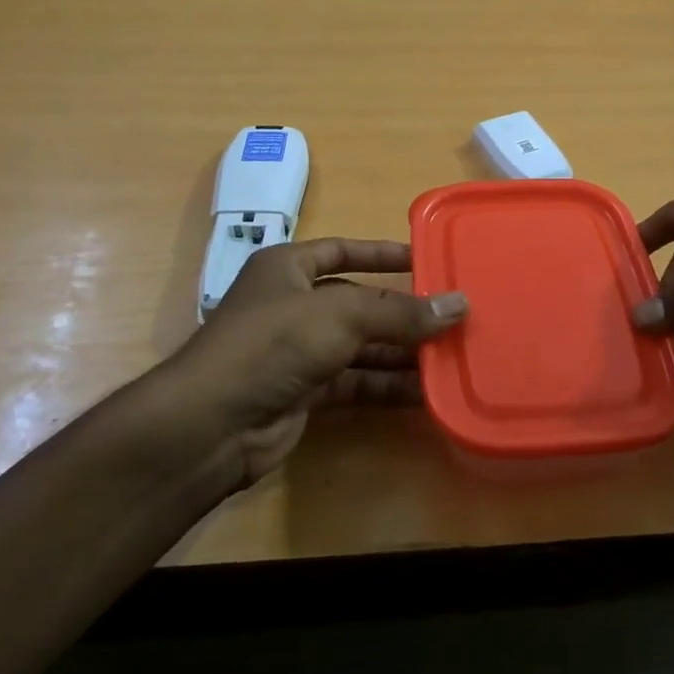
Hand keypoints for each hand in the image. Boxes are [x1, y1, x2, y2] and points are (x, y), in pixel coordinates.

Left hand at [158, 238, 466, 485]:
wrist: (213, 424)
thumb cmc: (274, 343)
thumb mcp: (341, 315)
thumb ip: (400, 312)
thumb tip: (460, 304)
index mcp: (288, 268)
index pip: (343, 250)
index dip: (382, 254)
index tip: (426, 260)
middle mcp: (292, 305)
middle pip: (358, 302)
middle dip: (402, 312)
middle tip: (453, 317)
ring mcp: (297, 351)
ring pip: (360, 346)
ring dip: (401, 352)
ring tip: (450, 356)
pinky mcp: (304, 393)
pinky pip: (354, 382)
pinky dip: (385, 386)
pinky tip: (424, 392)